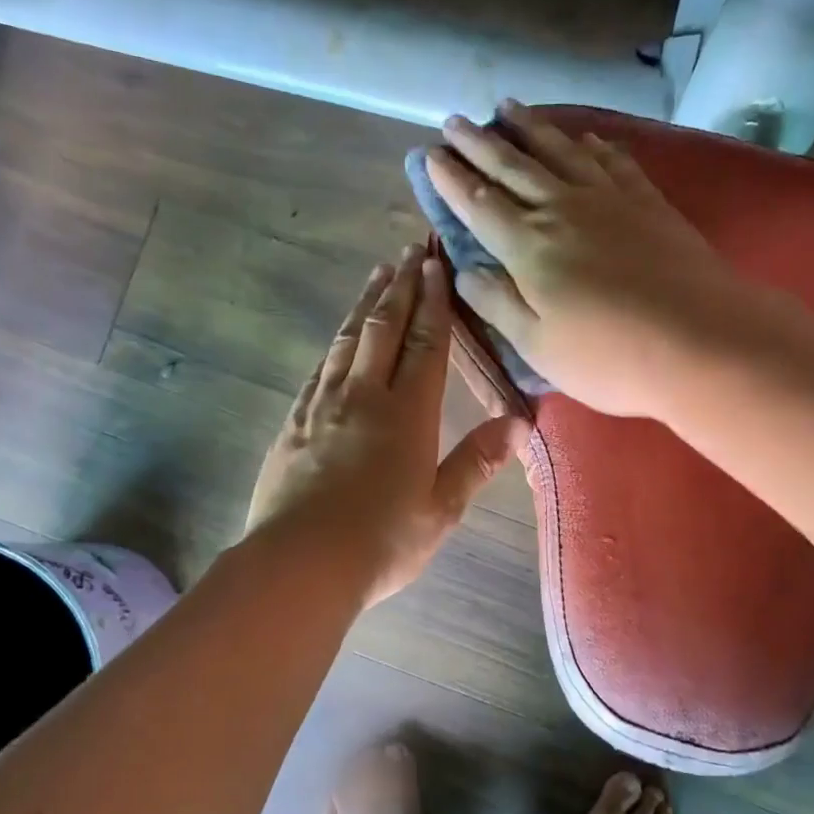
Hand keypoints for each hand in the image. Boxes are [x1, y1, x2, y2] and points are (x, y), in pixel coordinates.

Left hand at [246, 246, 526, 607]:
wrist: (300, 562)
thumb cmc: (381, 540)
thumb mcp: (441, 508)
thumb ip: (478, 461)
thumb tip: (519, 423)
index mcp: (407, 413)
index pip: (425, 344)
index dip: (433, 302)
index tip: (435, 265)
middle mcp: (363, 396)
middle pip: (383, 329)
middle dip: (399, 287)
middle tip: (407, 251)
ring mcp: (322, 406)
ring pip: (347, 341)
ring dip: (365, 306)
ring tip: (376, 277)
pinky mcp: (293, 423)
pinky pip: (319, 369)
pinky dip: (335, 345)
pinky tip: (338, 340)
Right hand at [425, 101, 736, 417]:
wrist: (698, 340)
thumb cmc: (607, 356)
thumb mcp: (537, 345)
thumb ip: (497, 303)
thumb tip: (463, 270)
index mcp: (528, 247)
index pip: (478, 204)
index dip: (450, 179)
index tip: (428, 155)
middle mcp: (563, 209)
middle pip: (513, 167)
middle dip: (479, 143)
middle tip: (454, 121)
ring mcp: (609, 199)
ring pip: (560, 151)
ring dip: (530, 128)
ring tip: (507, 107)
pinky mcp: (647, 202)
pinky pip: (611, 160)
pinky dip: (591, 144)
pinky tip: (583, 137)